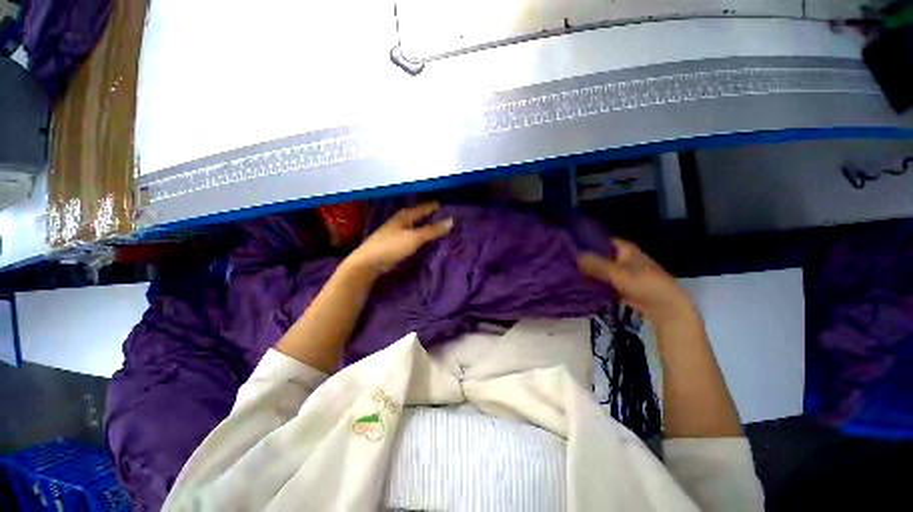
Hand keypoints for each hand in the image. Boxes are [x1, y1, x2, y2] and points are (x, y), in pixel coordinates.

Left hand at [346, 202, 453, 274]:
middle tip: (450, 218)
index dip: (437, 207)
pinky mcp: (397, 241)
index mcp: (406, 214)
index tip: (452, 207)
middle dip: (434, 216)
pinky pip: (414, 235)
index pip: (426, 207)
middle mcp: (402, 220)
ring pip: (418, 225)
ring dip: (428, 227)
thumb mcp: (415, 237)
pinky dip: (422, 236)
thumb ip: (433, 230)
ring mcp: (398, 231)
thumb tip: (451, 221)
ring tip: (443, 228)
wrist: (369, 262)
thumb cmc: (392, 246)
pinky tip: (428, 239)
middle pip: (421, 215)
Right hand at [577, 238, 694, 324]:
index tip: (568, 243)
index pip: (601, 239)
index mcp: (624, 248)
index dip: (586, 240)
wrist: (664, 306)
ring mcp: (622, 272)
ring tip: (568, 271)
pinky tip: (580, 283)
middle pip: (599, 254)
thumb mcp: (616, 272)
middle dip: (584, 257)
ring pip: (600, 268)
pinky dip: (594, 282)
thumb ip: (594, 264)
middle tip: (564, 259)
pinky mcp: (621, 285)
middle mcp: (622, 257)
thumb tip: (573, 256)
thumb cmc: (642, 282)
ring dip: (588, 270)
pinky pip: (604, 281)